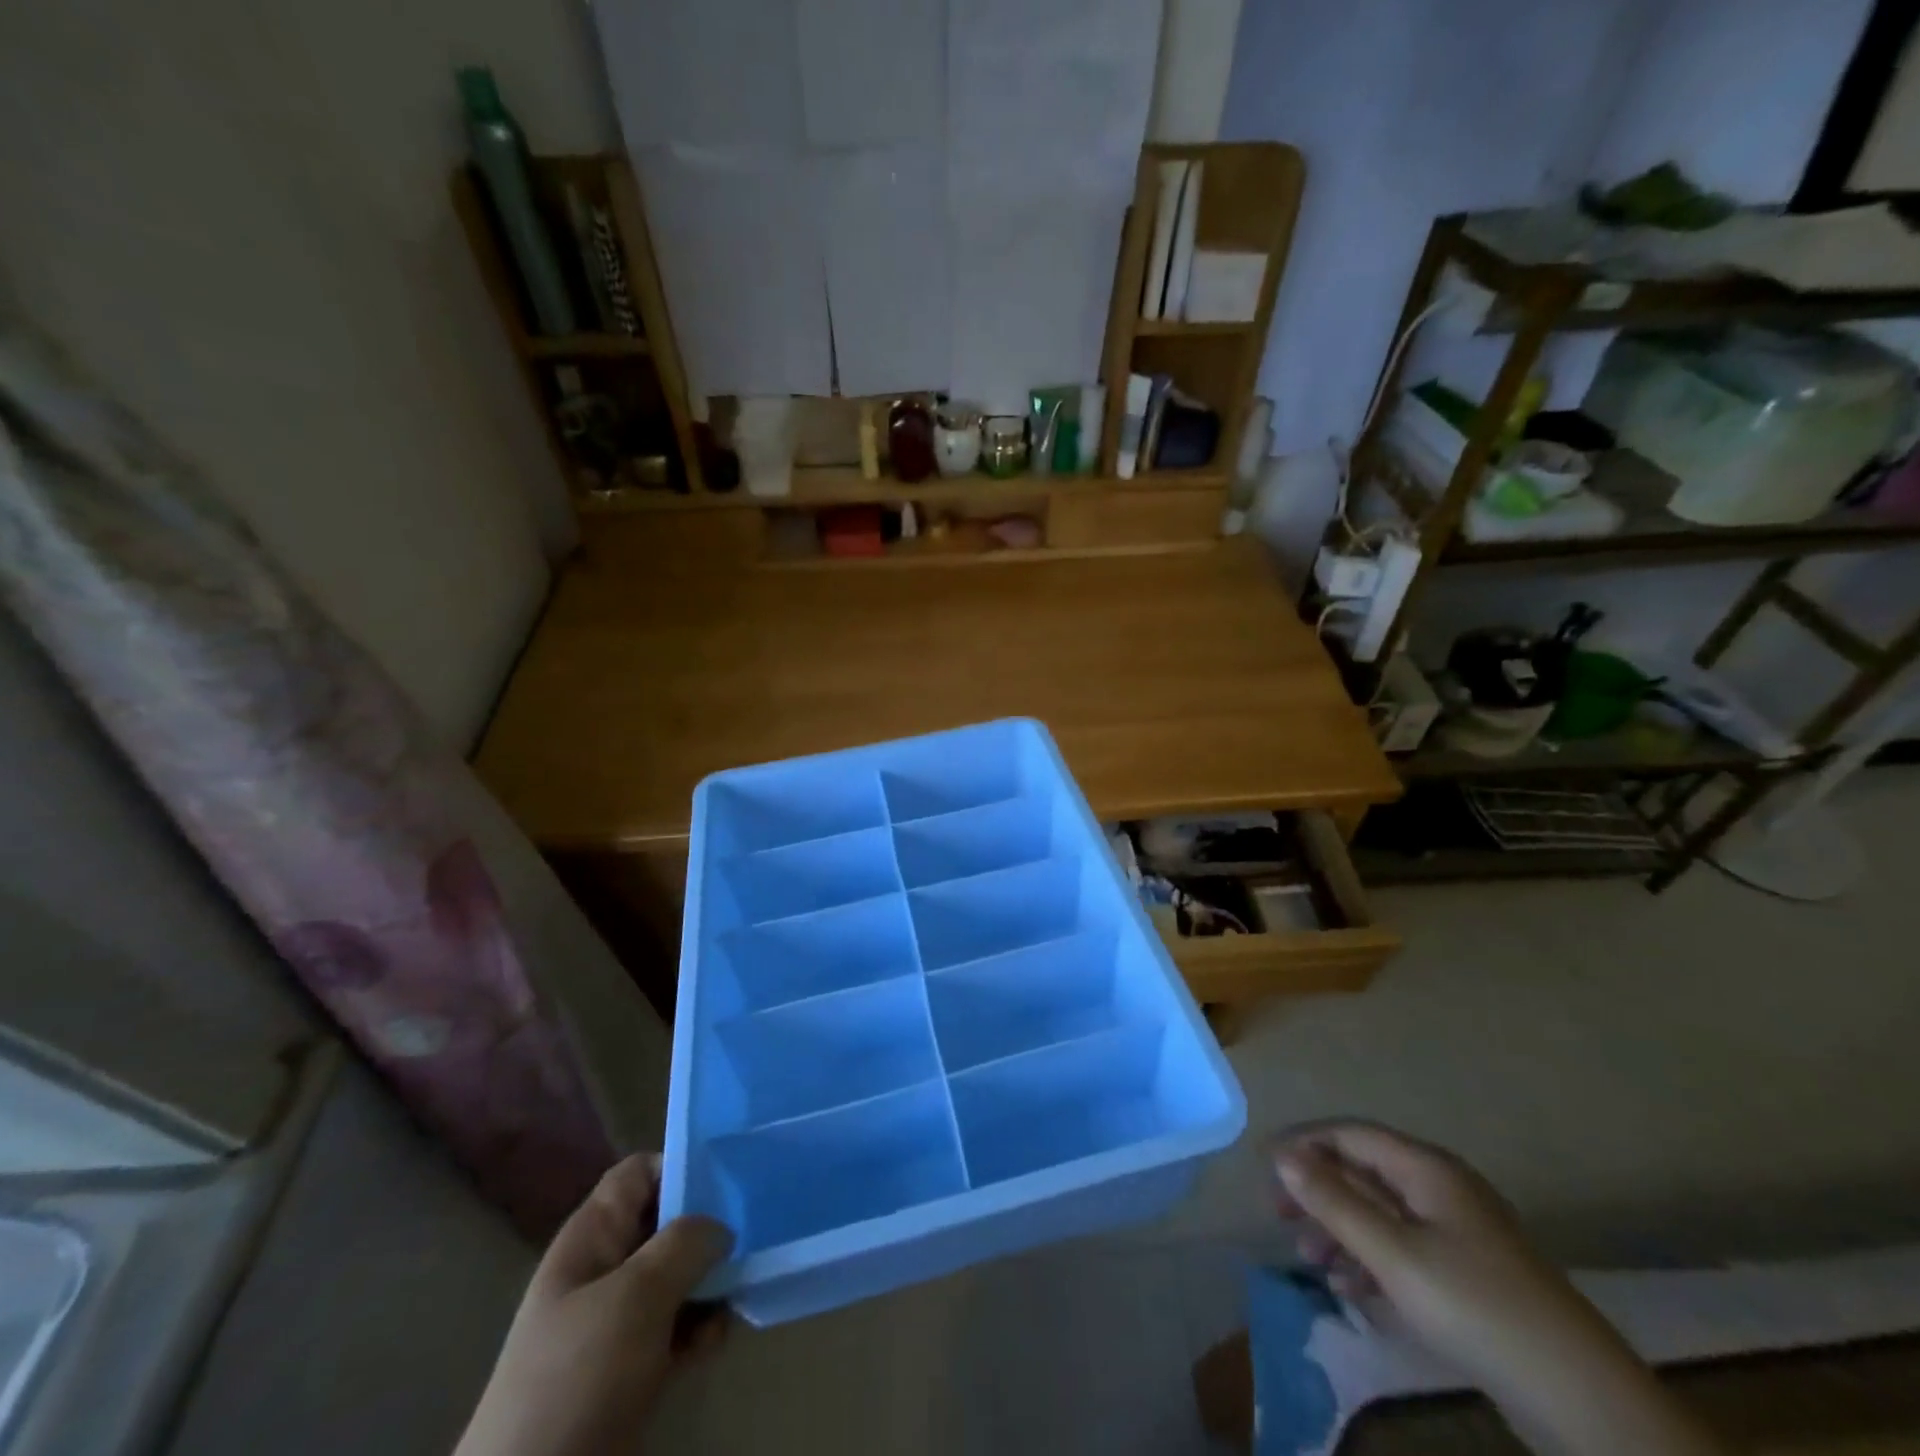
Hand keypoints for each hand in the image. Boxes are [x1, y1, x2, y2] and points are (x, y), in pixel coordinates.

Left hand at [456, 1155, 733, 1455]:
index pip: (640, 1173)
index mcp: (592, 1236)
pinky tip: (717, 1339)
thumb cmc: (578, 1376)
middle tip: (752, 1233)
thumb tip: (720, 1227)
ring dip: (712, 1281)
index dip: (681, 1166)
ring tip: (740, 1290)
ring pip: (678, 1276)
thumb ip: (684, 1244)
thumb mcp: (635, 1296)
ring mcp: (617, 1321)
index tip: (730, 1178)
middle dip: (709, 1227)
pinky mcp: (631, 1368)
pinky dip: (701, 1328)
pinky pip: (678, 1326)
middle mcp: (605, 1268)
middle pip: (666, 1222)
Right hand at [1273, 1122, 1719, 1455]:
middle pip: (1364, 1173)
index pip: (1351, 1134)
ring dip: (1341, 1231)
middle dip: (1319, 1192)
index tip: (1265, 1167)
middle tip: (1281, 1217)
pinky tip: (1350, 1289)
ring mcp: (1458, 1233)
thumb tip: (1282, 1157)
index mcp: (1427, 1169)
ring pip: (1382, 1215)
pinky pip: (1404, 1250)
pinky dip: (1371, 1261)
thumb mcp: (1393, 1254)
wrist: (1583, 1399)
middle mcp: (1441, 1189)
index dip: (1305, 1144)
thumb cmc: (1476, 1307)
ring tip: (1309, 1261)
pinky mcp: (1469, 1275)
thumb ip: (1334, 1202)